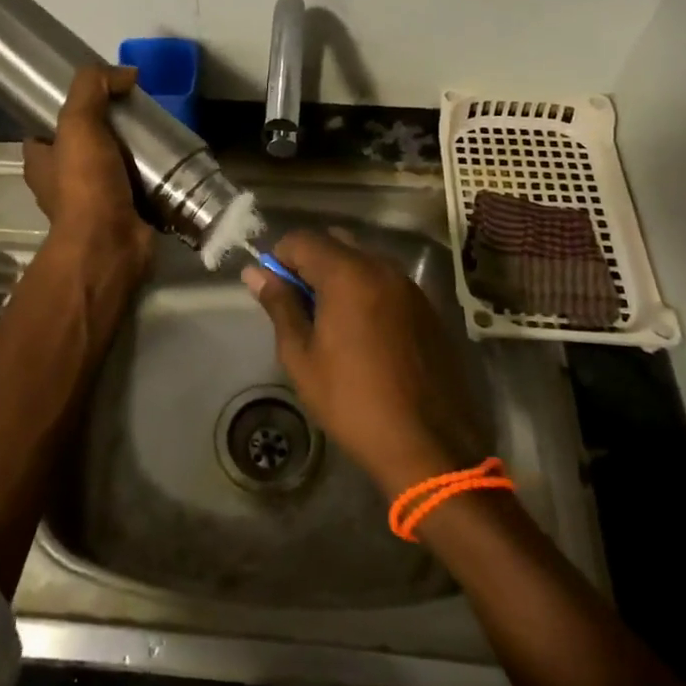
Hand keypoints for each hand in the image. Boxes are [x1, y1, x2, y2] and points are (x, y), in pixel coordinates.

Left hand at [23, 64, 153, 277]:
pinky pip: (136, 188)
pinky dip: (151, 177)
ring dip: (132, 154)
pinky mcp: (122, 216)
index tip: (96, 95)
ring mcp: (92, 203)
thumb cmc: (85, 184)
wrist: (110, 244)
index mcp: (40, 163)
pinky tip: (168, 161)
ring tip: (156, 133)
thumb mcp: (79, 122)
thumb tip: (126, 74)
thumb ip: (94, 88)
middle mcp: (60, 184)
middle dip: (107, 130)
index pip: (46, 129)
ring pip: (112, 167)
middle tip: (134, 112)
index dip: (66, 109)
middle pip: (83, 146)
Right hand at [243, 228, 485, 498]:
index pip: (302, 239)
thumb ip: (280, 306)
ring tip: (330, 322)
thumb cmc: (353, 402)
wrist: (428, 445)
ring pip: (363, 260)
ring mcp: (410, 287)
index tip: (274, 292)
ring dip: (340, 276)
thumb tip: (256, 273)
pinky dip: (366, 291)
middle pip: (335, 242)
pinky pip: (386, 282)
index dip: (279, 258)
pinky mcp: (428, 308)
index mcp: (348, 274)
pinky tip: (363, 333)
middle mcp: (382, 268)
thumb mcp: (301, 357)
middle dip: (310, 263)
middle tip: (300, 305)